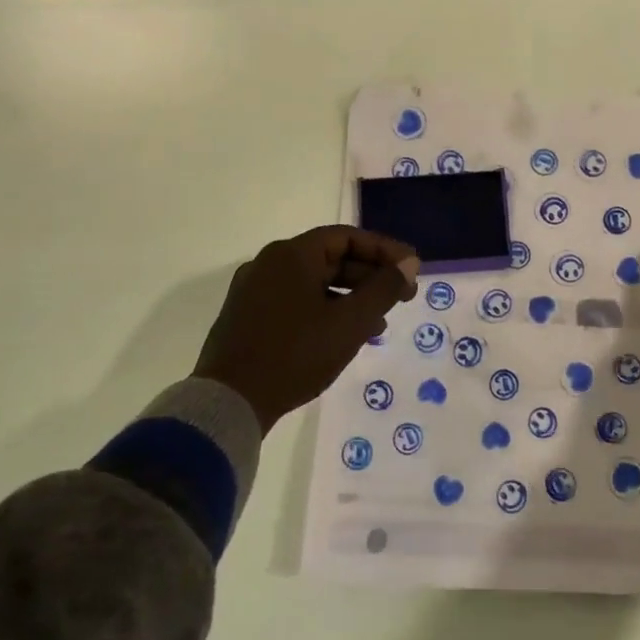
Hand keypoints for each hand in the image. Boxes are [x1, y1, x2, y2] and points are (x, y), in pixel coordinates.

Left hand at [194, 226, 419, 432]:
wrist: (229, 403)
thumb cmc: (296, 354)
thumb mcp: (350, 322)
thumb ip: (383, 289)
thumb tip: (408, 264)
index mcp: (292, 255)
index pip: (347, 237)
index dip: (384, 251)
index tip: (411, 270)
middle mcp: (269, 263)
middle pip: (330, 258)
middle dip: (370, 276)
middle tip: (402, 297)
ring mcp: (254, 291)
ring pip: (314, 282)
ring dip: (350, 297)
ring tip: (379, 323)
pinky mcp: (247, 317)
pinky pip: (296, 301)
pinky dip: (325, 310)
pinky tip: (343, 336)